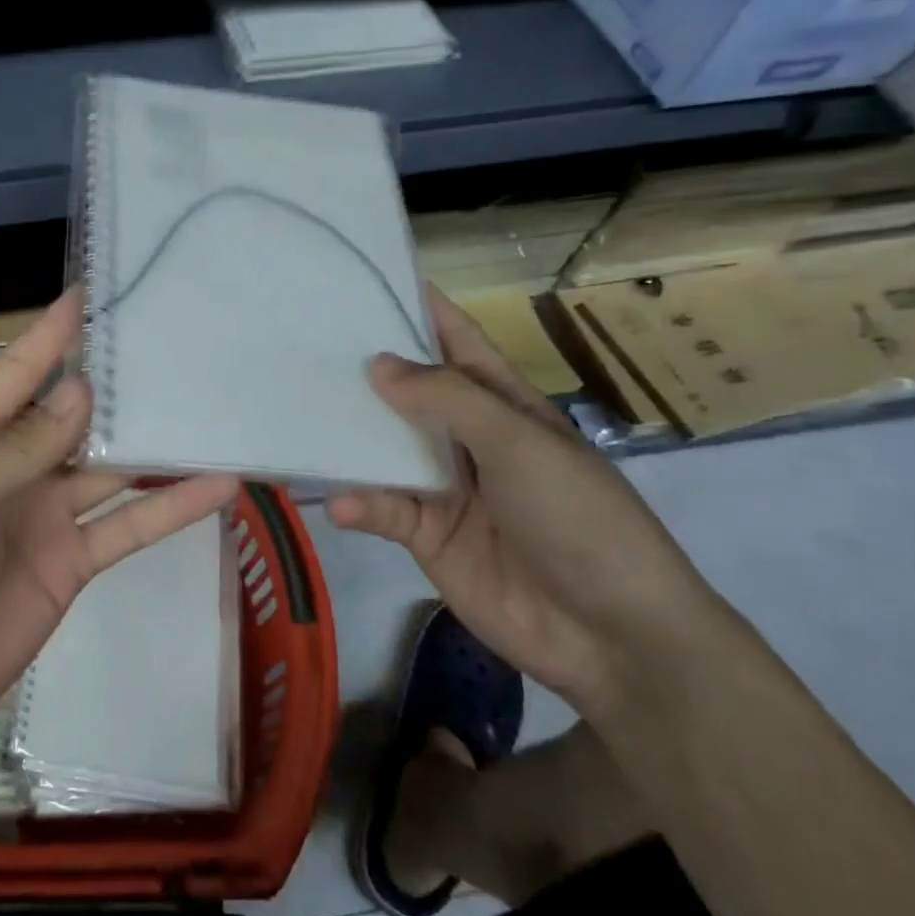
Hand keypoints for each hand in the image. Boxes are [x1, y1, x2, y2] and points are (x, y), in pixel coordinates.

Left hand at [0, 288, 239, 765]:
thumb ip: (17, 453)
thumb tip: (81, 391)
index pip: (19, 373)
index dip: (54, 333)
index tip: (97, 291)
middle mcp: (14, 469)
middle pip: (76, 416)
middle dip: (120, 385)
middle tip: (178, 345)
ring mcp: (46, 516)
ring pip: (111, 469)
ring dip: (157, 445)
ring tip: (212, 408)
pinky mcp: (72, 564)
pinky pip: (127, 528)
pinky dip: (170, 508)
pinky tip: (218, 485)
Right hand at [327, 288, 716, 709]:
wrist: (612, 635)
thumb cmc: (579, 518)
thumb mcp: (519, 444)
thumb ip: (447, 400)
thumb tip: (378, 364)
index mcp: (504, 405)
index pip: (458, 343)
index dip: (421, 310)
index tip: (367, 280)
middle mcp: (469, 439)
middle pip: (410, 394)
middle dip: (366, 370)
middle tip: (304, 344)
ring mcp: (446, 489)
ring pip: (387, 451)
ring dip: (353, 438)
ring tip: (302, 414)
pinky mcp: (426, 537)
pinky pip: (384, 511)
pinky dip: (361, 506)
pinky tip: (341, 505)